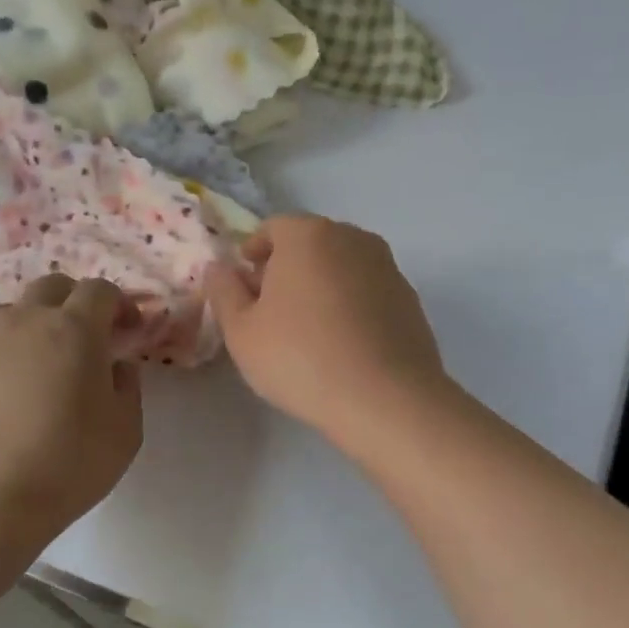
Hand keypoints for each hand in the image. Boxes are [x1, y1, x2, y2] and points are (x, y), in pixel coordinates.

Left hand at [0, 276, 143, 541]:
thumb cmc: (70, 461)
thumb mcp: (125, 429)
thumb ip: (127, 385)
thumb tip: (115, 366)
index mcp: (74, 329)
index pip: (100, 290)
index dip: (122, 305)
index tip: (132, 332)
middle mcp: (29, 324)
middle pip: (55, 286)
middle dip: (80, 301)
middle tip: (96, 337)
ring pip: (24, 313)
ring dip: (48, 325)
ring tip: (61, 368)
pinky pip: (2, 344)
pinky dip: (23, 352)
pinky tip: (31, 393)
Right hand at [204, 216, 448, 449]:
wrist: (385, 398)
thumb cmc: (300, 359)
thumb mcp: (242, 332)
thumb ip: (223, 292)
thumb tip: (218, 268)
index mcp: (308, 235)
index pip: (273, 228)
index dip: (253, 254)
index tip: (245, 287)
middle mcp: (353, 238)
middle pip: (310, 244)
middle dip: (287, 269)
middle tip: (271, 311)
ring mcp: (388, 267)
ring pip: (342, 267)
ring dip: (321, 287)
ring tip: (308, 332)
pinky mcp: (409, 299)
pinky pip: (368, 293)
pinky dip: (351, 307)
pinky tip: (342, 346)